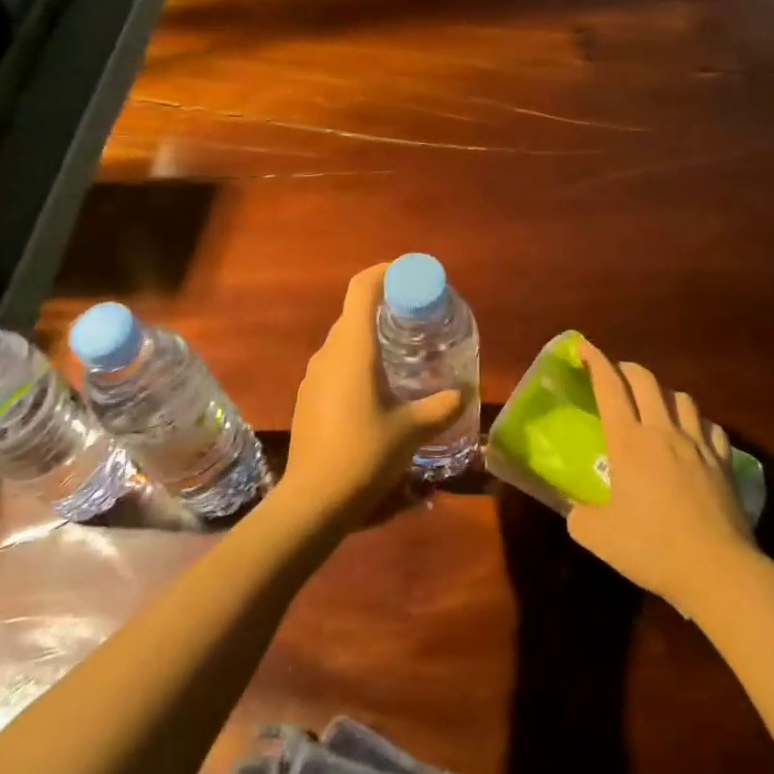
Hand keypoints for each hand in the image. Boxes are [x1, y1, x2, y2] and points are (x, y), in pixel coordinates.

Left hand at [281, 263, 468, 524]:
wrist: (313, 501)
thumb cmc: (364, 453)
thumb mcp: (412, 430)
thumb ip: (442, 406)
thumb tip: (465, 392)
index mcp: (353, 347)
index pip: (362, 288)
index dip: (384, 272)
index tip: (409, 275)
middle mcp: (329, 352)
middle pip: (355, 312)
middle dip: (385, 307)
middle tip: (417, 318)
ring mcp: (313, 375)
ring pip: (345, 341)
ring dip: (371, 337)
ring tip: (403, 354)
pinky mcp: (308, 397)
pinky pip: (336, 364)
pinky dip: (358, 362)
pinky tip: (378, 390)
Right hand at [565, 338, 756, 614]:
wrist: (717, 570)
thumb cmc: (652, 548)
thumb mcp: (598, 536)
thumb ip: (579, 516)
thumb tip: (575, 509)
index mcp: (628, 441)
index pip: (609, 387)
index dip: (595, 362)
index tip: (584, 346)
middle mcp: (662, 431)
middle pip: (646, 380)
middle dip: (627, 369)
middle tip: (615, 375)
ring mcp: (697, 444)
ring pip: (681, 398)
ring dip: (664, 393)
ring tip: (655, 404)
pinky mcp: (723, 462)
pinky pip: (711, 427)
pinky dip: (698, 423)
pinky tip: (694, 435)